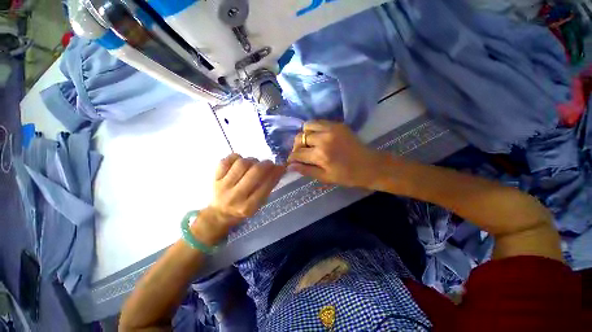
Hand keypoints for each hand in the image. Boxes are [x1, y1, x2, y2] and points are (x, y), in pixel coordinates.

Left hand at [194, 154, 284, 243]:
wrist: (219, 214)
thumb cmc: (243, 209)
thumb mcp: (258, 204)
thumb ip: (268, 187)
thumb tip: (279, 169)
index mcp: (249, 207)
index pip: (266, 185)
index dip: (275, 173)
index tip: (281, 167)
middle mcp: (236, 196)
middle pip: (254, 172)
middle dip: (266, 164)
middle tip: (269, 163)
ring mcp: (223, 186)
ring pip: (241, 164)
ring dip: (252, 160)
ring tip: (254, 163)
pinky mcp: (215, 178)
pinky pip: (226, 160)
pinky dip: (236, 158)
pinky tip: (240, 162)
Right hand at [287, 120, 383, 187]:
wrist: (370, 166)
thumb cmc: (347, 176)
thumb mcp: (325, 177)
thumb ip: (306, 170)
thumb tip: (290, 166)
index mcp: (321, 155)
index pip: (297, 153)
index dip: (292, 158)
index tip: (291, 161)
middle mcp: (323, 138)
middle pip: (300, 137)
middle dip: (296, 146)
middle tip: (301, 153)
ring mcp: (331, 129)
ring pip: (307, 126)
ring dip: (304, 135)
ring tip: (309, 144)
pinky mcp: (338, 124)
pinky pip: (319, 122)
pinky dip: (314, 129)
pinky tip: (318, 138)